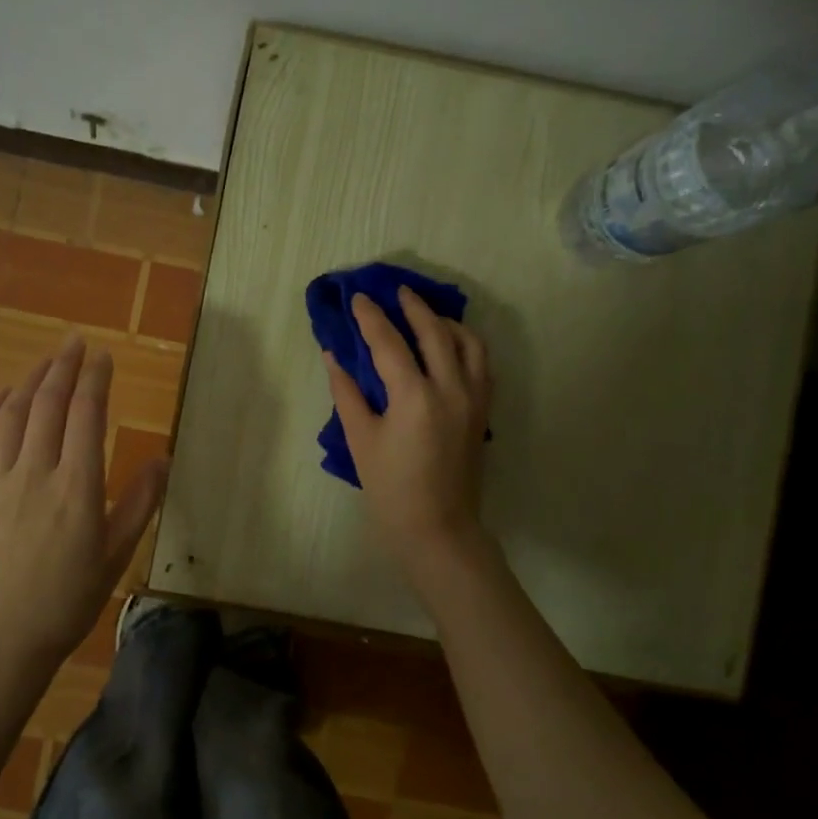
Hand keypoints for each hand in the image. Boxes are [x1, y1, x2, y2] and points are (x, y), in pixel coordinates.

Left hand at [0, 336, 166, 672]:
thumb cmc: (64, 604)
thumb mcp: (115, 558)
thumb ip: (139, 504)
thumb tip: (162, 458)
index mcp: (77, 487)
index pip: (87, 415)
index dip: (96, 379)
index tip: (103, 356)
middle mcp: (35, 472)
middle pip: (49, 404)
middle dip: (64, 366)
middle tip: (75, 343)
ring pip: (13, 414)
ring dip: (30, 380)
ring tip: (46, 361)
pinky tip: (2, 396)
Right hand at [323, 288, 493, 555]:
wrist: (438, 527)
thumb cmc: (391, 488)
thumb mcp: (360, 440)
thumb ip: (347, 392)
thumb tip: (334, 355)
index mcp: (414, 396)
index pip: (390, 342)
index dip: (370, 318)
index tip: (357, 298)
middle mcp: (451, 388)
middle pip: (435, 331)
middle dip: (413, 307)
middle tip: (395, 291)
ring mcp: (474, 398)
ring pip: (468, 342)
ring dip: (446, 321)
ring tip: (426, 314)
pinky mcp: (483, 411)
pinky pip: (481, 363)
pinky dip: (466, 344)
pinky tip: (450, 345)